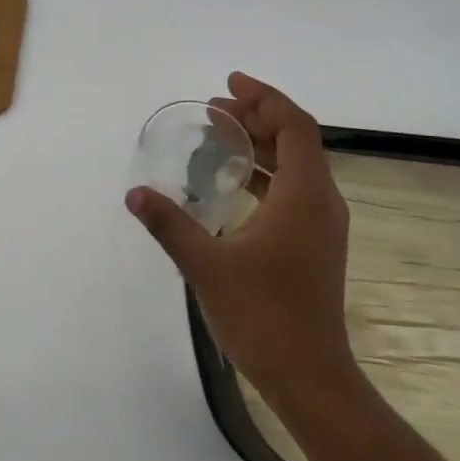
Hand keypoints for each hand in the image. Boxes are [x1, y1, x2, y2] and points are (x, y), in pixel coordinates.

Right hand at [125, 73, 355, 406]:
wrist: (309, 376)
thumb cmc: (262, 316)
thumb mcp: (207, 265)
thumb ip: (170, 224)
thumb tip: (136, 193)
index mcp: (305, 196)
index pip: (293, 125)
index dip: (264, 97)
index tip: (229, 84)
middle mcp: (322, 202)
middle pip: (297, 140)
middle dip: (257, 117)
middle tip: (215, 110)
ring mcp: (323, 226)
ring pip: (297, 166)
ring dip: (262, 145)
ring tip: (221, 137)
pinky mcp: (316, 245)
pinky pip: (294, 190)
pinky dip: (266, 174)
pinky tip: (235, 186)